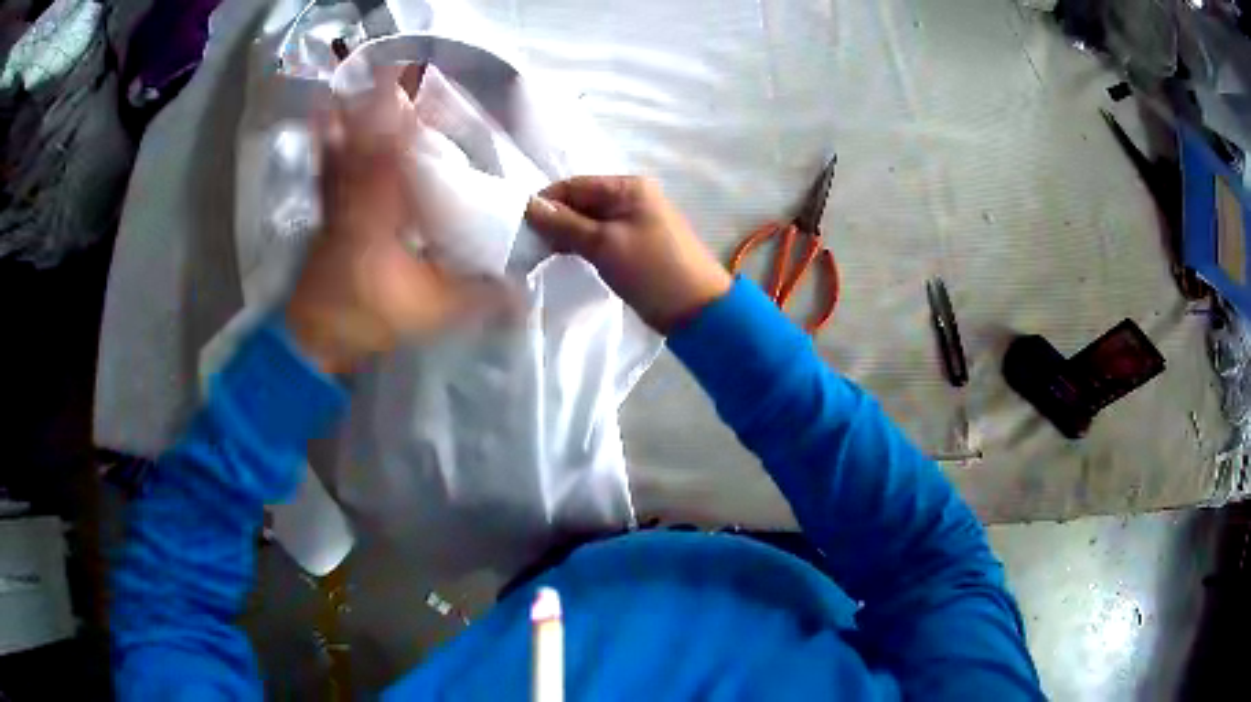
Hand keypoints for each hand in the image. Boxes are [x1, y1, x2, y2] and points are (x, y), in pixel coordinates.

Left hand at [285, 74, 506, 374]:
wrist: (315, 340)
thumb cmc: (368, 317)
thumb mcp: (431, 310)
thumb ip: (478, 298)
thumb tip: (525, 292)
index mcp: (385, 212)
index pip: (400, 155)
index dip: (412, 120)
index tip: (427, 92)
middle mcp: (358, 198)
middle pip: (369, 141)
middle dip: (382, 105)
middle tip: (395, 72)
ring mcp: (336, 206)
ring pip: (344, 151)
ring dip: (351, 117)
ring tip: (355, 84)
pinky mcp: (326, 217)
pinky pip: (326, 172)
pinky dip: (326, 146)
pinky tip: (324, 125)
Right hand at [524, 176, 731, 332]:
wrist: (696, 309)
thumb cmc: (651, 270)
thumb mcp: (604, 244)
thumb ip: (565, 223)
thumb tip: (528, 206)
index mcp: (628, 187)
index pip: (574, 185)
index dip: (545, 201)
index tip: (517, 225)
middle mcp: (630, 198)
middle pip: (580, 201)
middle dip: (553, 219)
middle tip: (525, 244)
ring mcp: (632, 222)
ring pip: (587, 221)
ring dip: (563, 234)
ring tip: (538, 254)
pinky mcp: (632, 245)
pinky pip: (597, 237)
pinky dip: (578, 244)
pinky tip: (560, 257)